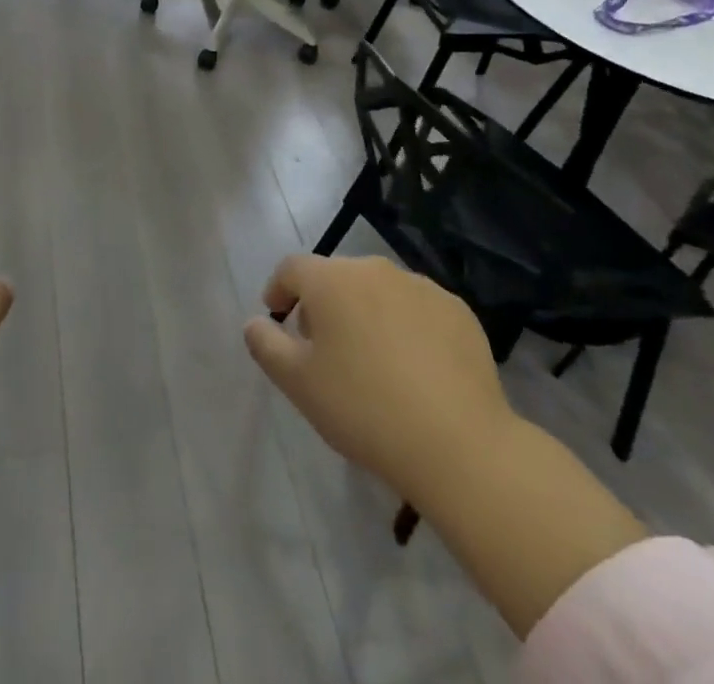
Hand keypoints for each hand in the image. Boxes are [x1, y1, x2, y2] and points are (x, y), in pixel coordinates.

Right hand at [243, 254, 514, 493]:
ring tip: (371, 360)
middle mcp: (375, 269)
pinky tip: (414, 369)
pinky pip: (418, 309)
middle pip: (336, 277)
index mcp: (331, 280)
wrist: (459, 445)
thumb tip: (254, 322)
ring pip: (379, 291)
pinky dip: (407, 327)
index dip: (279, 290)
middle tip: (323, 348)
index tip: (278, 319)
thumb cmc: (364, 408)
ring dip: (366, 313)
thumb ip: (266, 345)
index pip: (292, 269)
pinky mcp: (458, 311)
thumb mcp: (298, 383)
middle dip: (323, 304)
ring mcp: (421, 286)